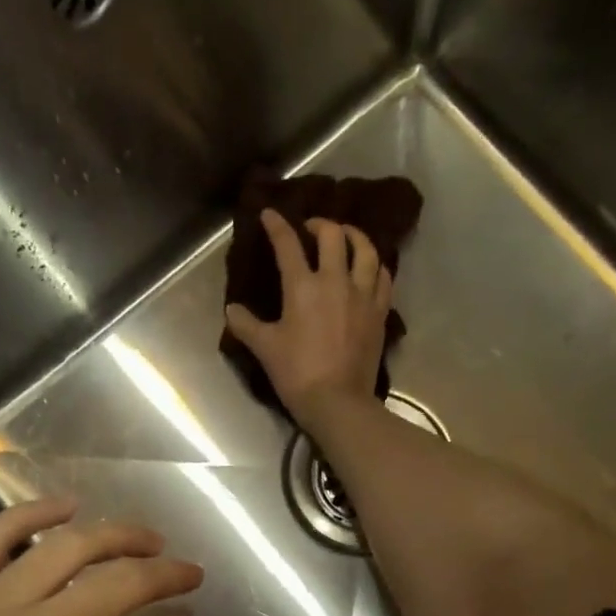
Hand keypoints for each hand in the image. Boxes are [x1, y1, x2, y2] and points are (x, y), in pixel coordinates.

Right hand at [225, 209, 392, 428]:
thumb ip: (246, 325)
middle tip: (311, 228)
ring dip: (354, 236)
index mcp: (303, 287)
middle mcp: (336, 281)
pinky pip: (383, 277)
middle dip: (320, 224)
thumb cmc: (297, 374)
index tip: (269, 214)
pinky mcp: (379, 312)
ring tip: (346, 236)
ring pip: (365, 250)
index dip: (277, 225)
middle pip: (333, 236)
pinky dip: (375, 265)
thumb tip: (232, 309)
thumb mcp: (265, 348)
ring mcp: (362, 295)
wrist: (337, 401)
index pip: (288, 244)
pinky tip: (370, 267)